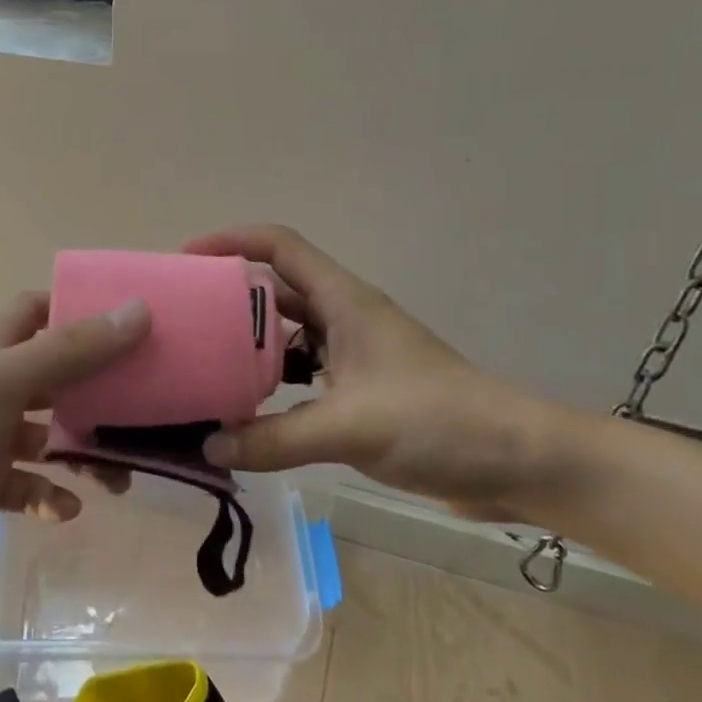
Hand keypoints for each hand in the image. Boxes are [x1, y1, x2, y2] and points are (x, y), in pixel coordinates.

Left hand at [0, 291, 150, 580]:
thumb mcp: (8, 380)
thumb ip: (73, 349)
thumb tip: (138, 311)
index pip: (40, 310)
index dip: (79, 310)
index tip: (126, 324)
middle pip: (58, 376)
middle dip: (97, 395)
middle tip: (139, 414)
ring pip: (49, 437)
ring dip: (82, 454)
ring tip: (117, 480)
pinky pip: (28, 484)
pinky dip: (49, 495)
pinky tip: (63, 511)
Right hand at [187, 225, 576, 520]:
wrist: (517, 461)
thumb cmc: (437, 421)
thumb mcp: (350, 427)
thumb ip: (275, 439)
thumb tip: (209, 447)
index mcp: (345, 302)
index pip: (281, 246)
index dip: (233, 241)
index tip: (187, 259)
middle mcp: (345, 319)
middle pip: (277, 290)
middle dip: (231, 298)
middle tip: (185, 321)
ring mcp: (354, 356)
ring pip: (289, 337)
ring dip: (251, 347)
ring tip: (205, 368)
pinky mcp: (361, 391)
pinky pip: (304, 377)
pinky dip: (275, 387)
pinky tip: (249, 414)